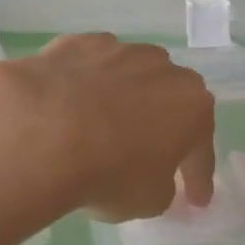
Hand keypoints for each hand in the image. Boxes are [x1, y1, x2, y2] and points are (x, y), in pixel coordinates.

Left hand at [0, 34, 215, 222]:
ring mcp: (118, 49)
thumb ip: (161, 185)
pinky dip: (84, 84)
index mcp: (193, 106)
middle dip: (164, 124)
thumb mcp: (149, 200)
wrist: (43, 132)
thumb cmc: (111, 172)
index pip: (201, 149)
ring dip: (123, 98)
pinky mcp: (74, 43)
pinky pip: (88, 68)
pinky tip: (69, 104)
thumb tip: (152, 174)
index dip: (198, 177)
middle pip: (169, 99)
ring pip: (129, 76)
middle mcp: (162, 68)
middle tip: (152, 153)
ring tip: (104, 125)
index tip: (195, 200)